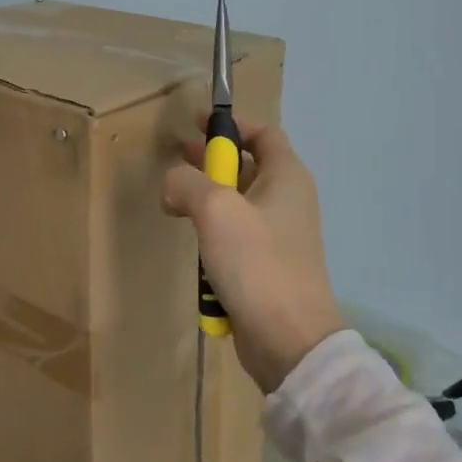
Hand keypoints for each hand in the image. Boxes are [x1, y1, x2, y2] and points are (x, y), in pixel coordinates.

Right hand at [163, 117, 345, 393]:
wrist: (289, 339)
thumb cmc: (257, 262)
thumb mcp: (215, 209)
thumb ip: (187, 182)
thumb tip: (173, 184)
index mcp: (287, 177)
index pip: (263, 133)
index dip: (231, 123)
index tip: (196, 122)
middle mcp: (287, 200)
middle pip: (247, 165)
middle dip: (210, 159)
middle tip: (176, 156)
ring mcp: (278, 235)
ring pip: (237, 202)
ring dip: (206, 198)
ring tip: (174, 202)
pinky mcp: (265, 265)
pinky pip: (235, 235)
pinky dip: (212, 231)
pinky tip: (192, 241)